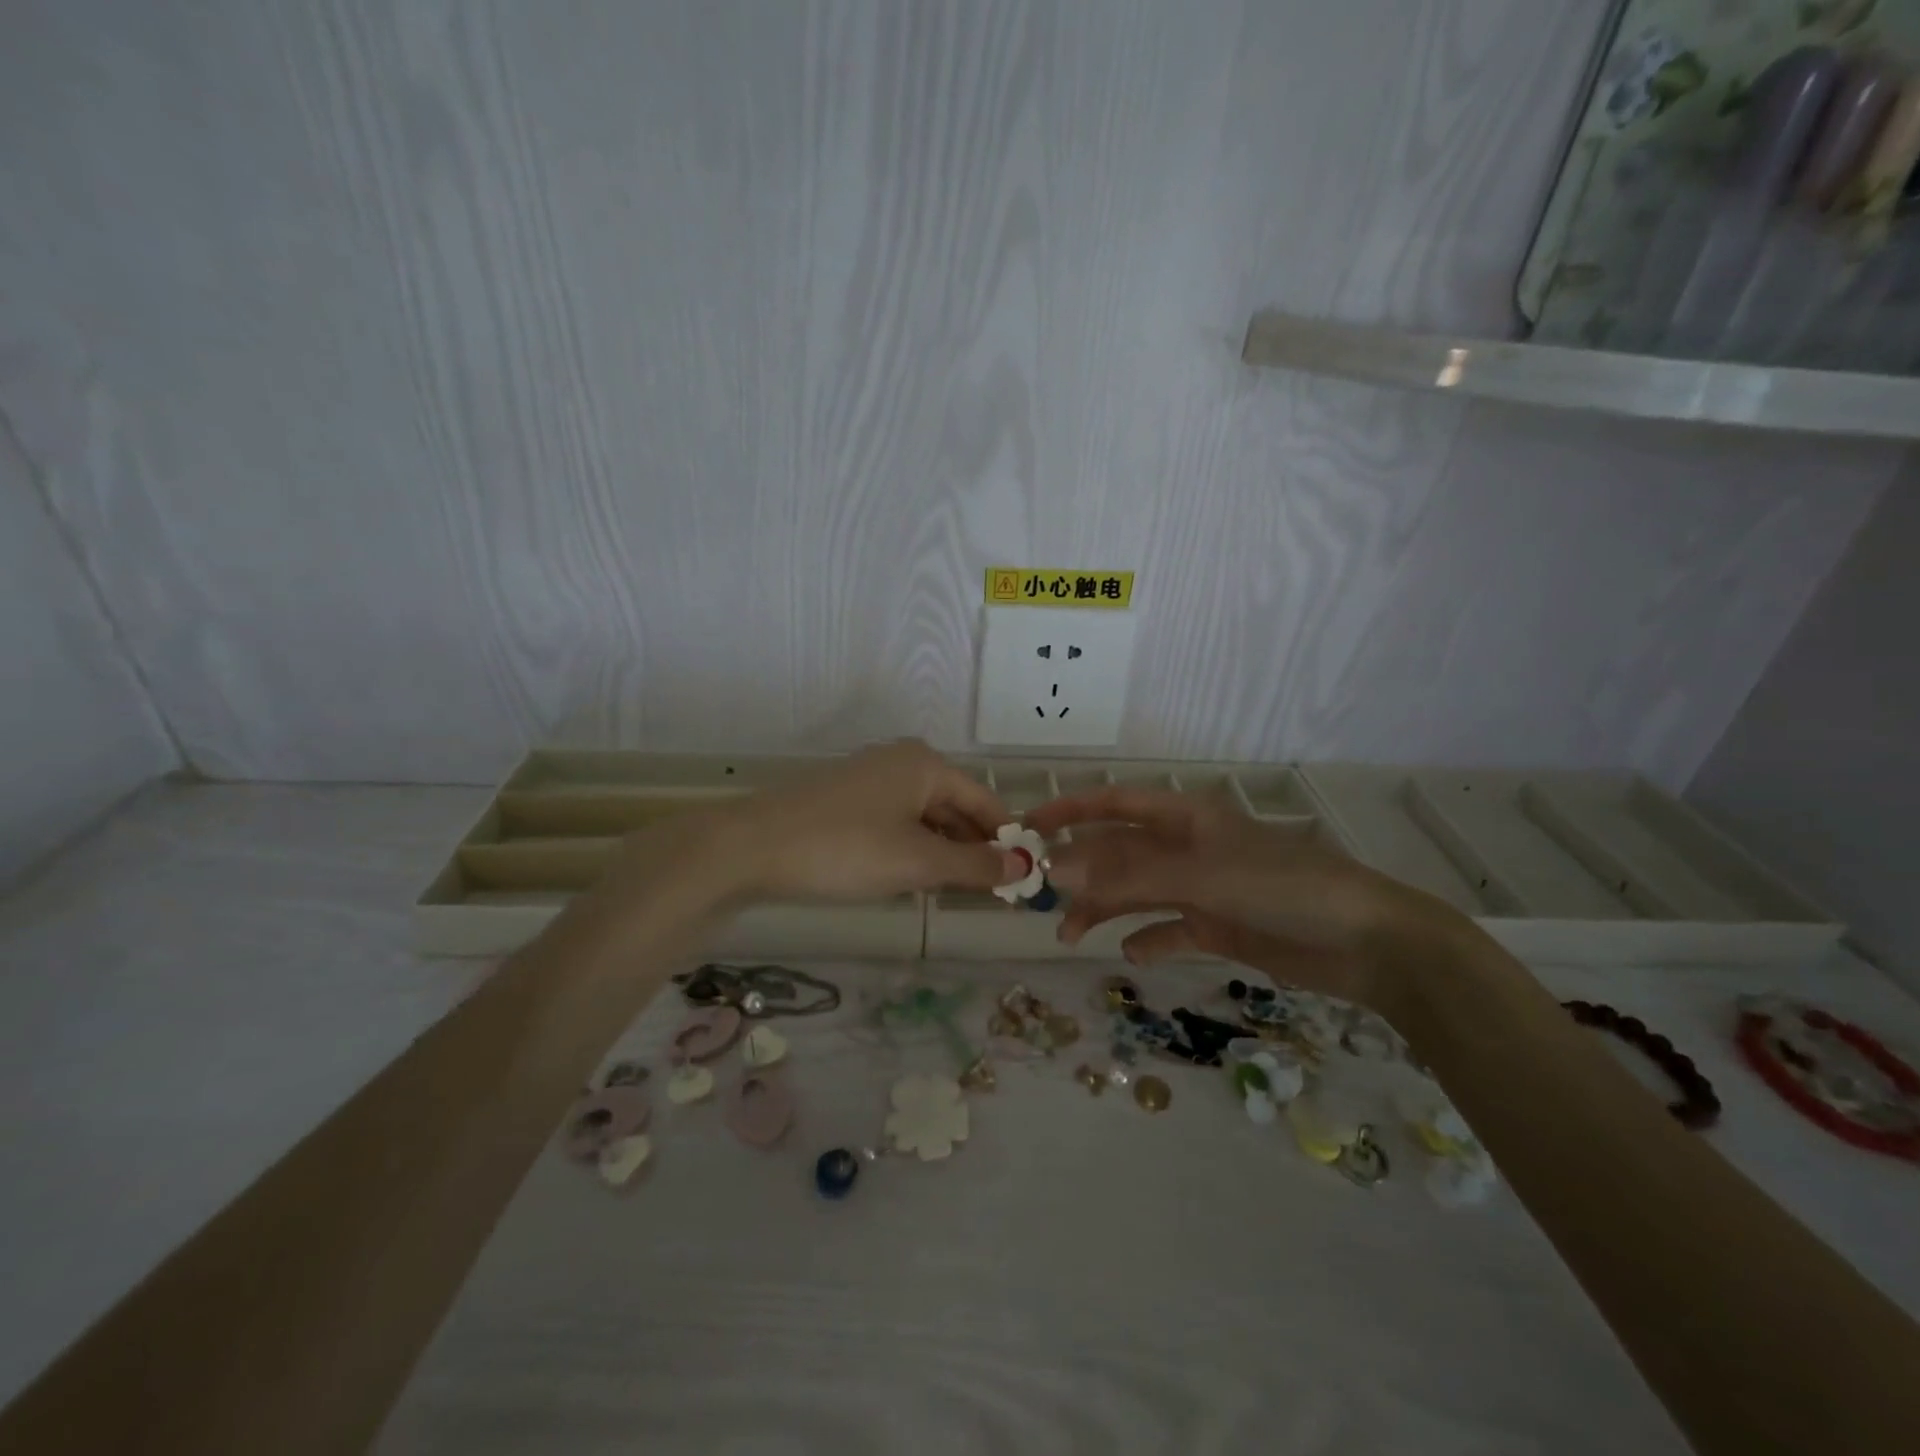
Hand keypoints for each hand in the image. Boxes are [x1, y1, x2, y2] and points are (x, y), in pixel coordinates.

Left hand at [704, 742, 1025, 902]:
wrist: (752, 847)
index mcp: (926, 765)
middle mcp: (902, 762)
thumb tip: (1024, 868)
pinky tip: (915, 879)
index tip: (1024, 880)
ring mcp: (870, 780)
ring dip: (944, 853)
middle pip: (955, 807)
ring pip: (925, 818)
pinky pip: (896, 824)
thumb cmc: (847, 848)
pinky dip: (913, 850)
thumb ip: (974, 865)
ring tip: (960, 893)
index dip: (1006, 840)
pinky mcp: (846, 802)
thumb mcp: (918, 862)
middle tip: (995, 894)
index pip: (984, 801)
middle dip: (974, 849)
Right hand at [1025, 786, 1461, 1009]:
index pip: (1115, 803)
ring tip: (1070, 935)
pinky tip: (1133, 953)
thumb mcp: (1201, 876)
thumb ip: (1129, 875)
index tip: (1028, 826)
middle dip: (1080, 871)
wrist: (1367, 943)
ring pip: (1138, 892)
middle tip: (1040, 897)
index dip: (1070, 809)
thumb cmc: (1282, 887)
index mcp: (1186, 818)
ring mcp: (1204, 888)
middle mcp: (1189, 848)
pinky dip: (1149, 938)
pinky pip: (1170, 929)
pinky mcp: (1220, 926)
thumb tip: (1058, 871)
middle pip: (1120, 852)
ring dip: (1104, 909)